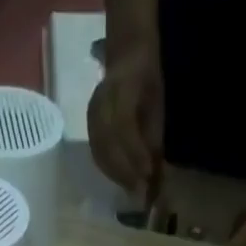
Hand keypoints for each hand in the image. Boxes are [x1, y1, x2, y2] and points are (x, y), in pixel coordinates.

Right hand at [88, 37, 164, 196]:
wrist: (127, 52)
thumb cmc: (148, 77)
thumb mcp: (156, 103)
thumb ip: (153, 136)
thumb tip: (154, 173)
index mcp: (121, 89)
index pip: (124, 127)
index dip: (135, 153)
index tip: (148, 174)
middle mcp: (101, 102)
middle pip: (108, 145)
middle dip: (125, 172)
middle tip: (141, 193)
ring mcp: (92, 114)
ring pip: (100, 152)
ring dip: (116, 175)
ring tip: (133, 191)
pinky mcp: (89, 123)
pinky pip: (96, 152)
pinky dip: (109, 169)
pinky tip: (121, 180)